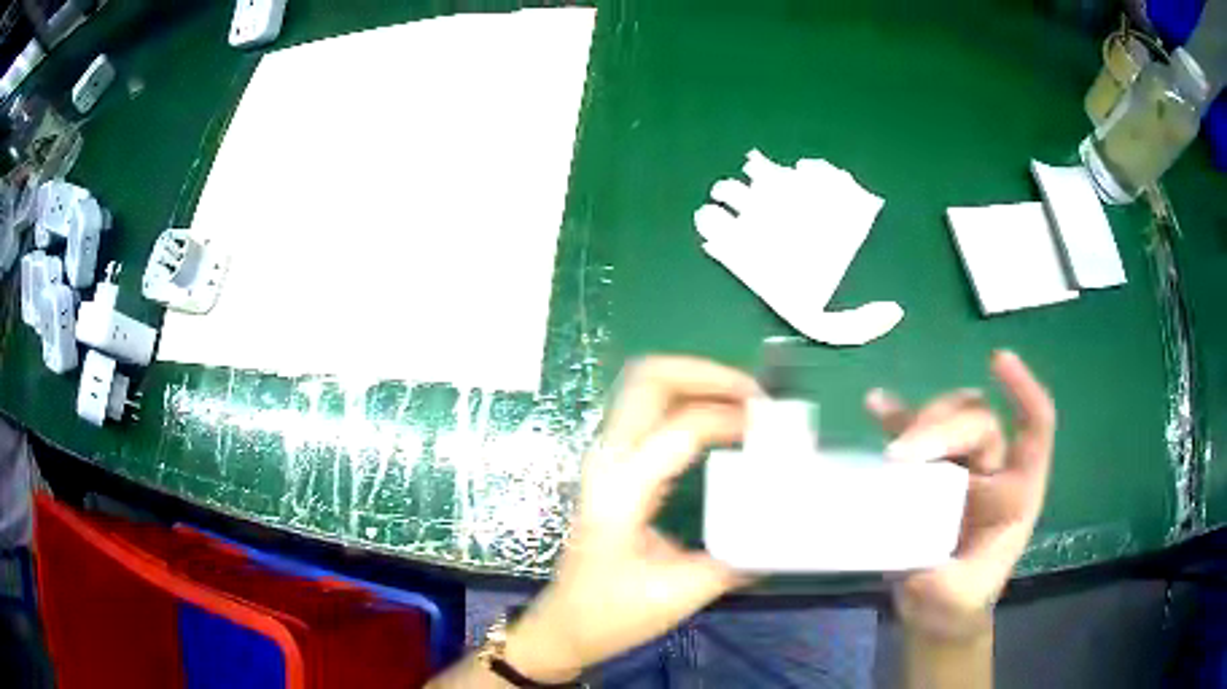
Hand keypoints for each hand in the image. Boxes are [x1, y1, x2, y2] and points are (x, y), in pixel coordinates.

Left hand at [504, 356, 760, 680]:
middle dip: (707, 373)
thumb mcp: (681, 593)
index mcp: (622, 490)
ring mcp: (605, 458)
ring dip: (696, 381)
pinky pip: (647, 410)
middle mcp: (608, 460)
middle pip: (649, 378)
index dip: (733, 418)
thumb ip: (738, 558)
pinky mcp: (612, 466)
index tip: (774, 432)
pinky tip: (719, 422)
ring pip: (645, 387)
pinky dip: (686, 400)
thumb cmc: (614, 614)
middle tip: (756, 395)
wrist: (566, 625)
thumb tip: (787, 527)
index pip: (683, 427)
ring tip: (744, 402)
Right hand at [866, 350, 1055, 638]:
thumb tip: (908, 540)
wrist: (936, 611)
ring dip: (921, 420)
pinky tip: (875, 404)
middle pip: (979, 420)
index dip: (1023, 391)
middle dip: (942, 426)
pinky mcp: (928, 472)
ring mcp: (960, 468)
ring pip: (949, 418)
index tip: (996, 362)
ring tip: (891, 448)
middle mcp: (992, 470)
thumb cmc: (955, 604)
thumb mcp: (955, 597)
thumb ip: (941, 576)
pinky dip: (896, 417)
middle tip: (901, 456)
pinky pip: (913, 435)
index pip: (1034, 427)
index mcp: (1016, 493)